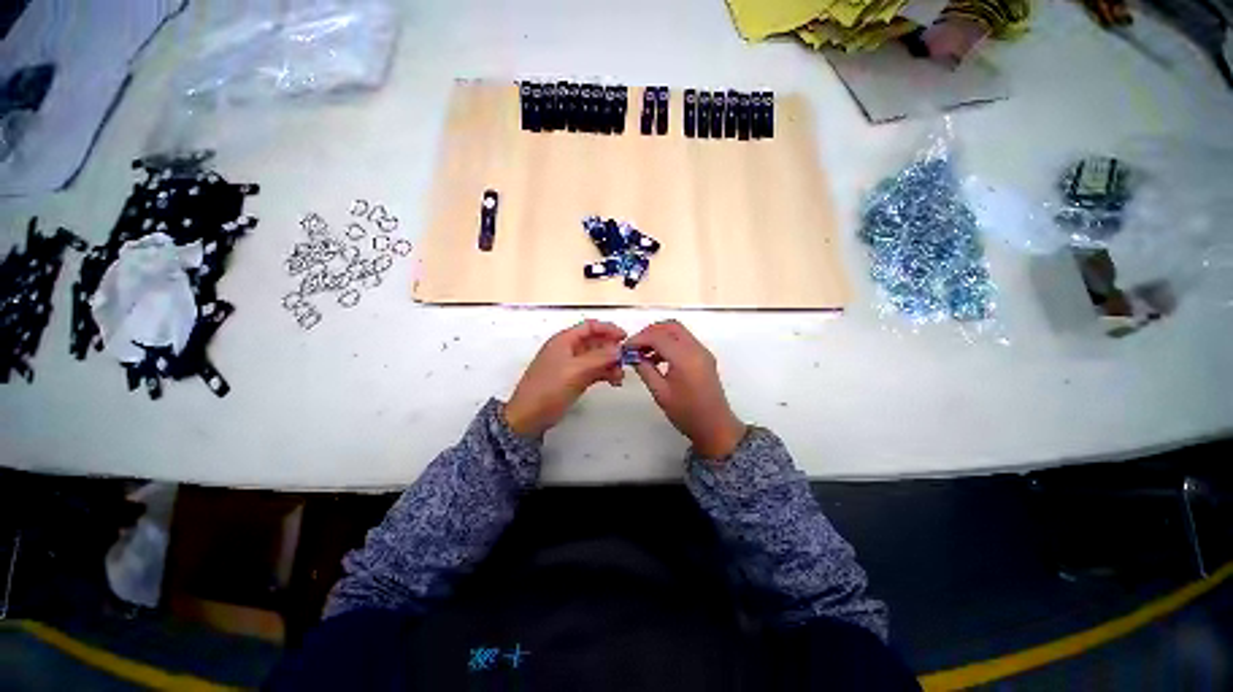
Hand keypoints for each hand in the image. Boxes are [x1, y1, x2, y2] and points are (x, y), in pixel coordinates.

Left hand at [504, 320, 626, 437]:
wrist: (529, 417)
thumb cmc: (548, 389)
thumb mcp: (575, 371)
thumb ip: (599, 358)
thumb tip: (618, 350)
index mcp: (564, 341)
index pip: (589, 327)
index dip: (608, 329)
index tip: (625, 338)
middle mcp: (568, 349)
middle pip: (594, 342)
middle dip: (611, 349)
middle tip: (626, 360)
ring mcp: (571, 366)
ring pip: (596, 358)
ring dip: (610, 363)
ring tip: (620, 376)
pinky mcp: (573, 380)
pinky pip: (593, 371)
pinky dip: (604, 374)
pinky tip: (614, 381)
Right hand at [625, 320, 746, 458]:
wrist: (715, 427)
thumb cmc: (686, 413)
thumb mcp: (660, 392)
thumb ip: (645, 370)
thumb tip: (633, 356)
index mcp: (685, 358)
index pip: (658, 336)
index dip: (639, 339)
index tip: (625, 348)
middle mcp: (696, 349)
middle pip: (670, 326)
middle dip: (650, 332)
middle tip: (635, 346)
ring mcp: (702, 351)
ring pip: (678, 332)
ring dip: (659, 336)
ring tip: (643, 353)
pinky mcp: (704, 357)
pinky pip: (684, 341)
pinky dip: (669, 343)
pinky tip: (657, 359)